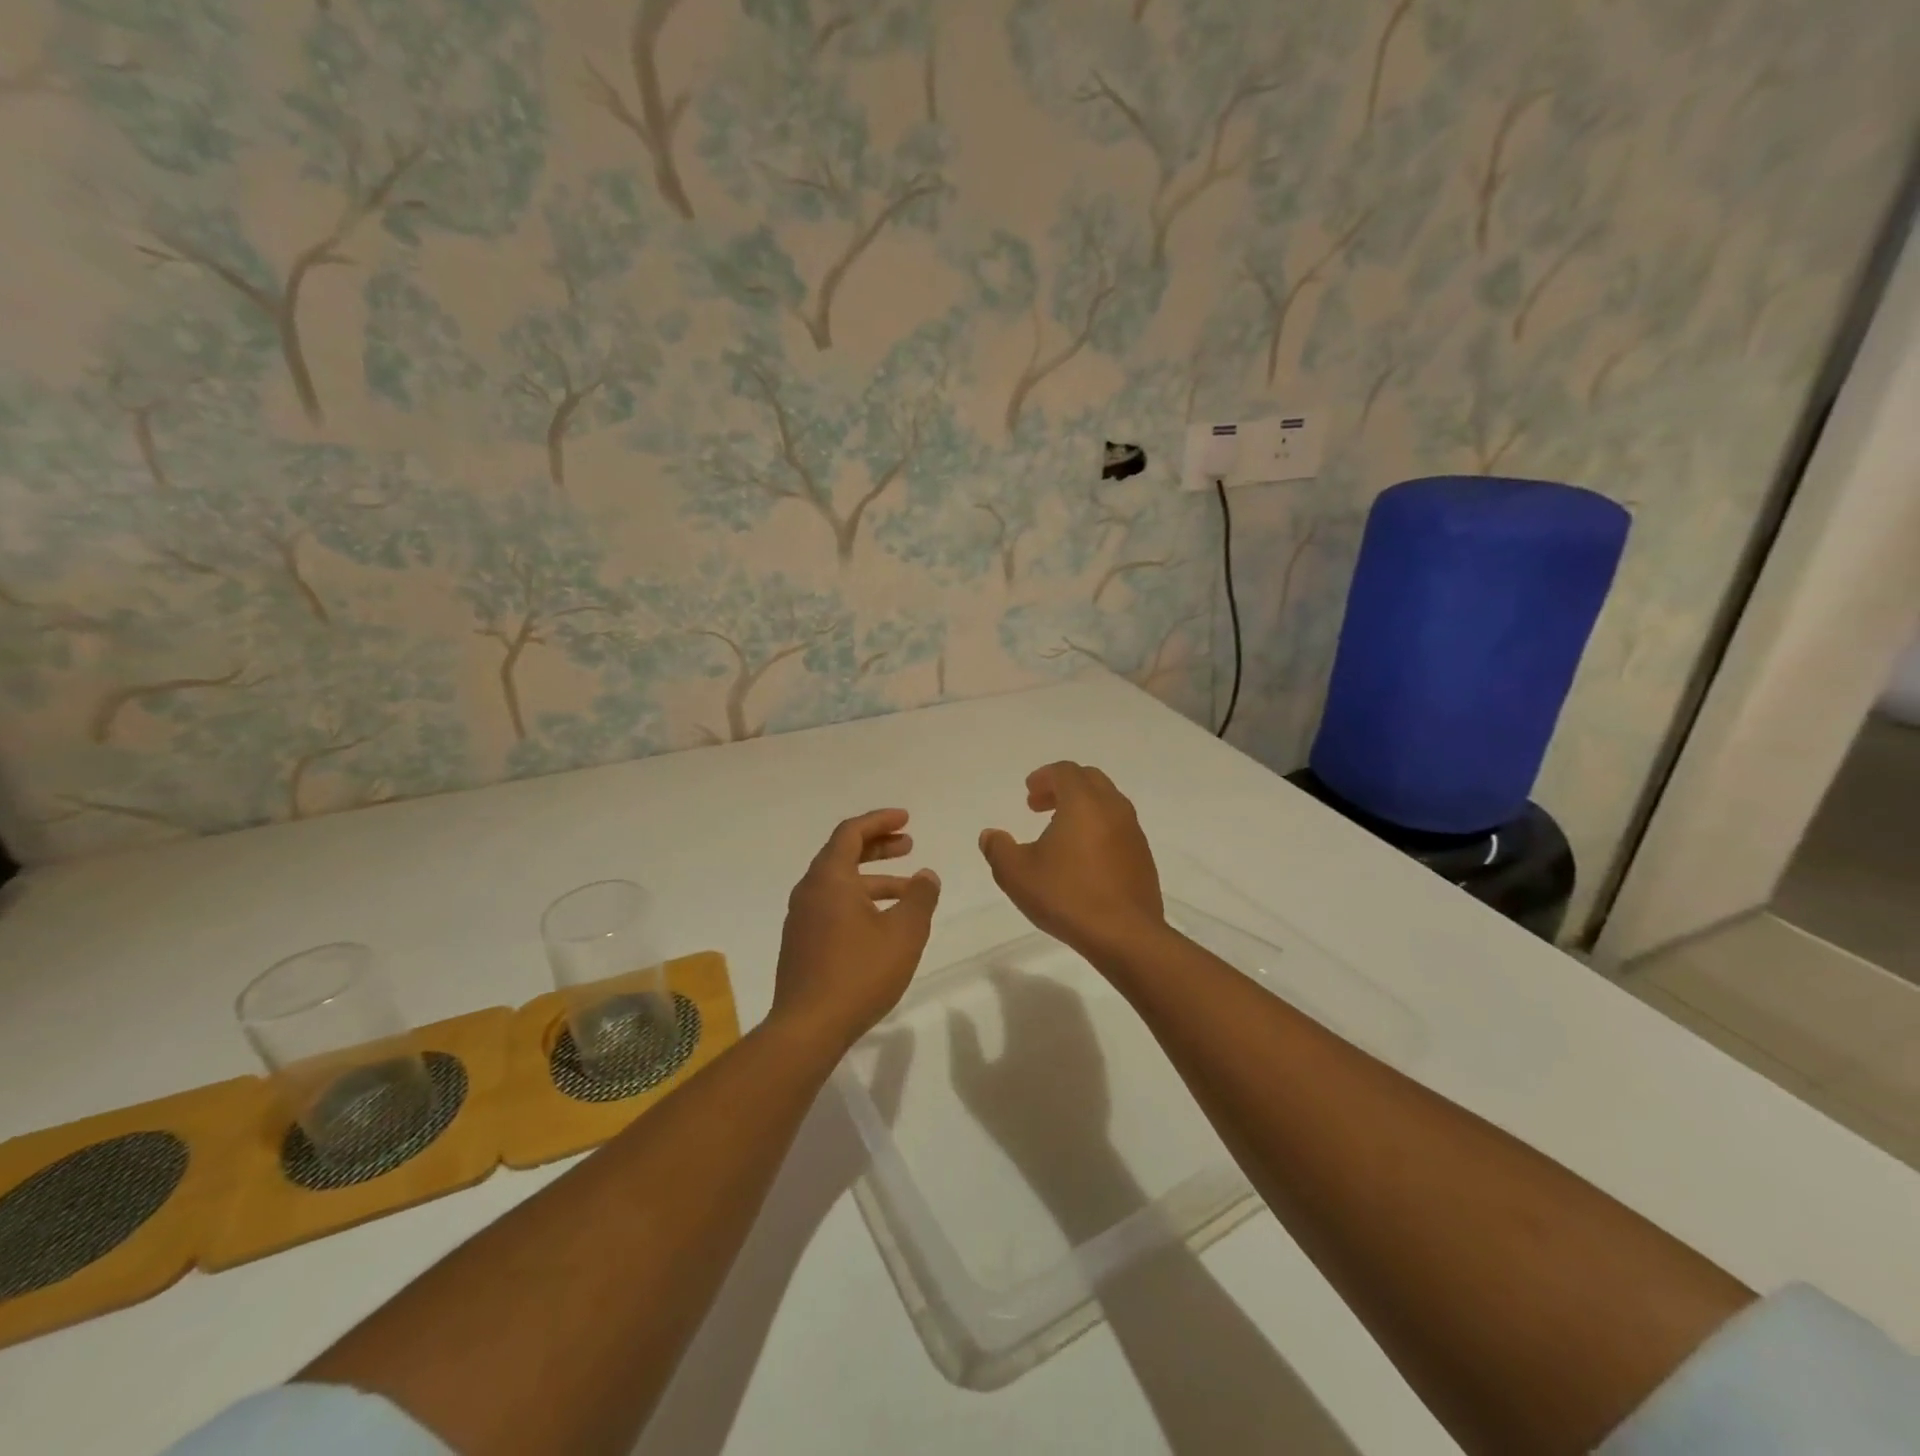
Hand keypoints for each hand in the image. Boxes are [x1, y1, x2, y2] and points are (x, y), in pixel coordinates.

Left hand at [770, 809, 940, 1054]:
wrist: (808, 1027)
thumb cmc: (859, 972)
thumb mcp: (904, 932)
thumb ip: (920, 898)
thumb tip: (926, 875)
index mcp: (829, 878)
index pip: (851, 832)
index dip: (880, 821)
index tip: (906, 819)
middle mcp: (809, 891)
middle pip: (843, 854)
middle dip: (878, 846)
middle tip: (909, 845)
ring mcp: (801, 919)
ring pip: (840, 884)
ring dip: (874, 879)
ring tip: (908, 890)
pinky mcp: (801, 943)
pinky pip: (832, 906)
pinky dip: (859, 901)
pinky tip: (883, 923)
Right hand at [979, 762, 1164, 962]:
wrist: (1125, 935)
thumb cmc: (1067, 897)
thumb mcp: (1017, 875)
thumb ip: (998, 850)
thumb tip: (990, 835)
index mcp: (1083, 803)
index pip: (1065, 771)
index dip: (1044, 777)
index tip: (1029, 794)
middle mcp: (1113, 808)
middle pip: (1090, 780)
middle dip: (1063, 787)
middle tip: (1040, 807)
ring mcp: (1133, 833)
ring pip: (1108, 803)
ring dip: (1083, 808)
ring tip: (1060, 833)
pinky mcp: (1143, 857)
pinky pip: (1119, 828)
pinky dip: (1099, 828)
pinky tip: (1083, 858)